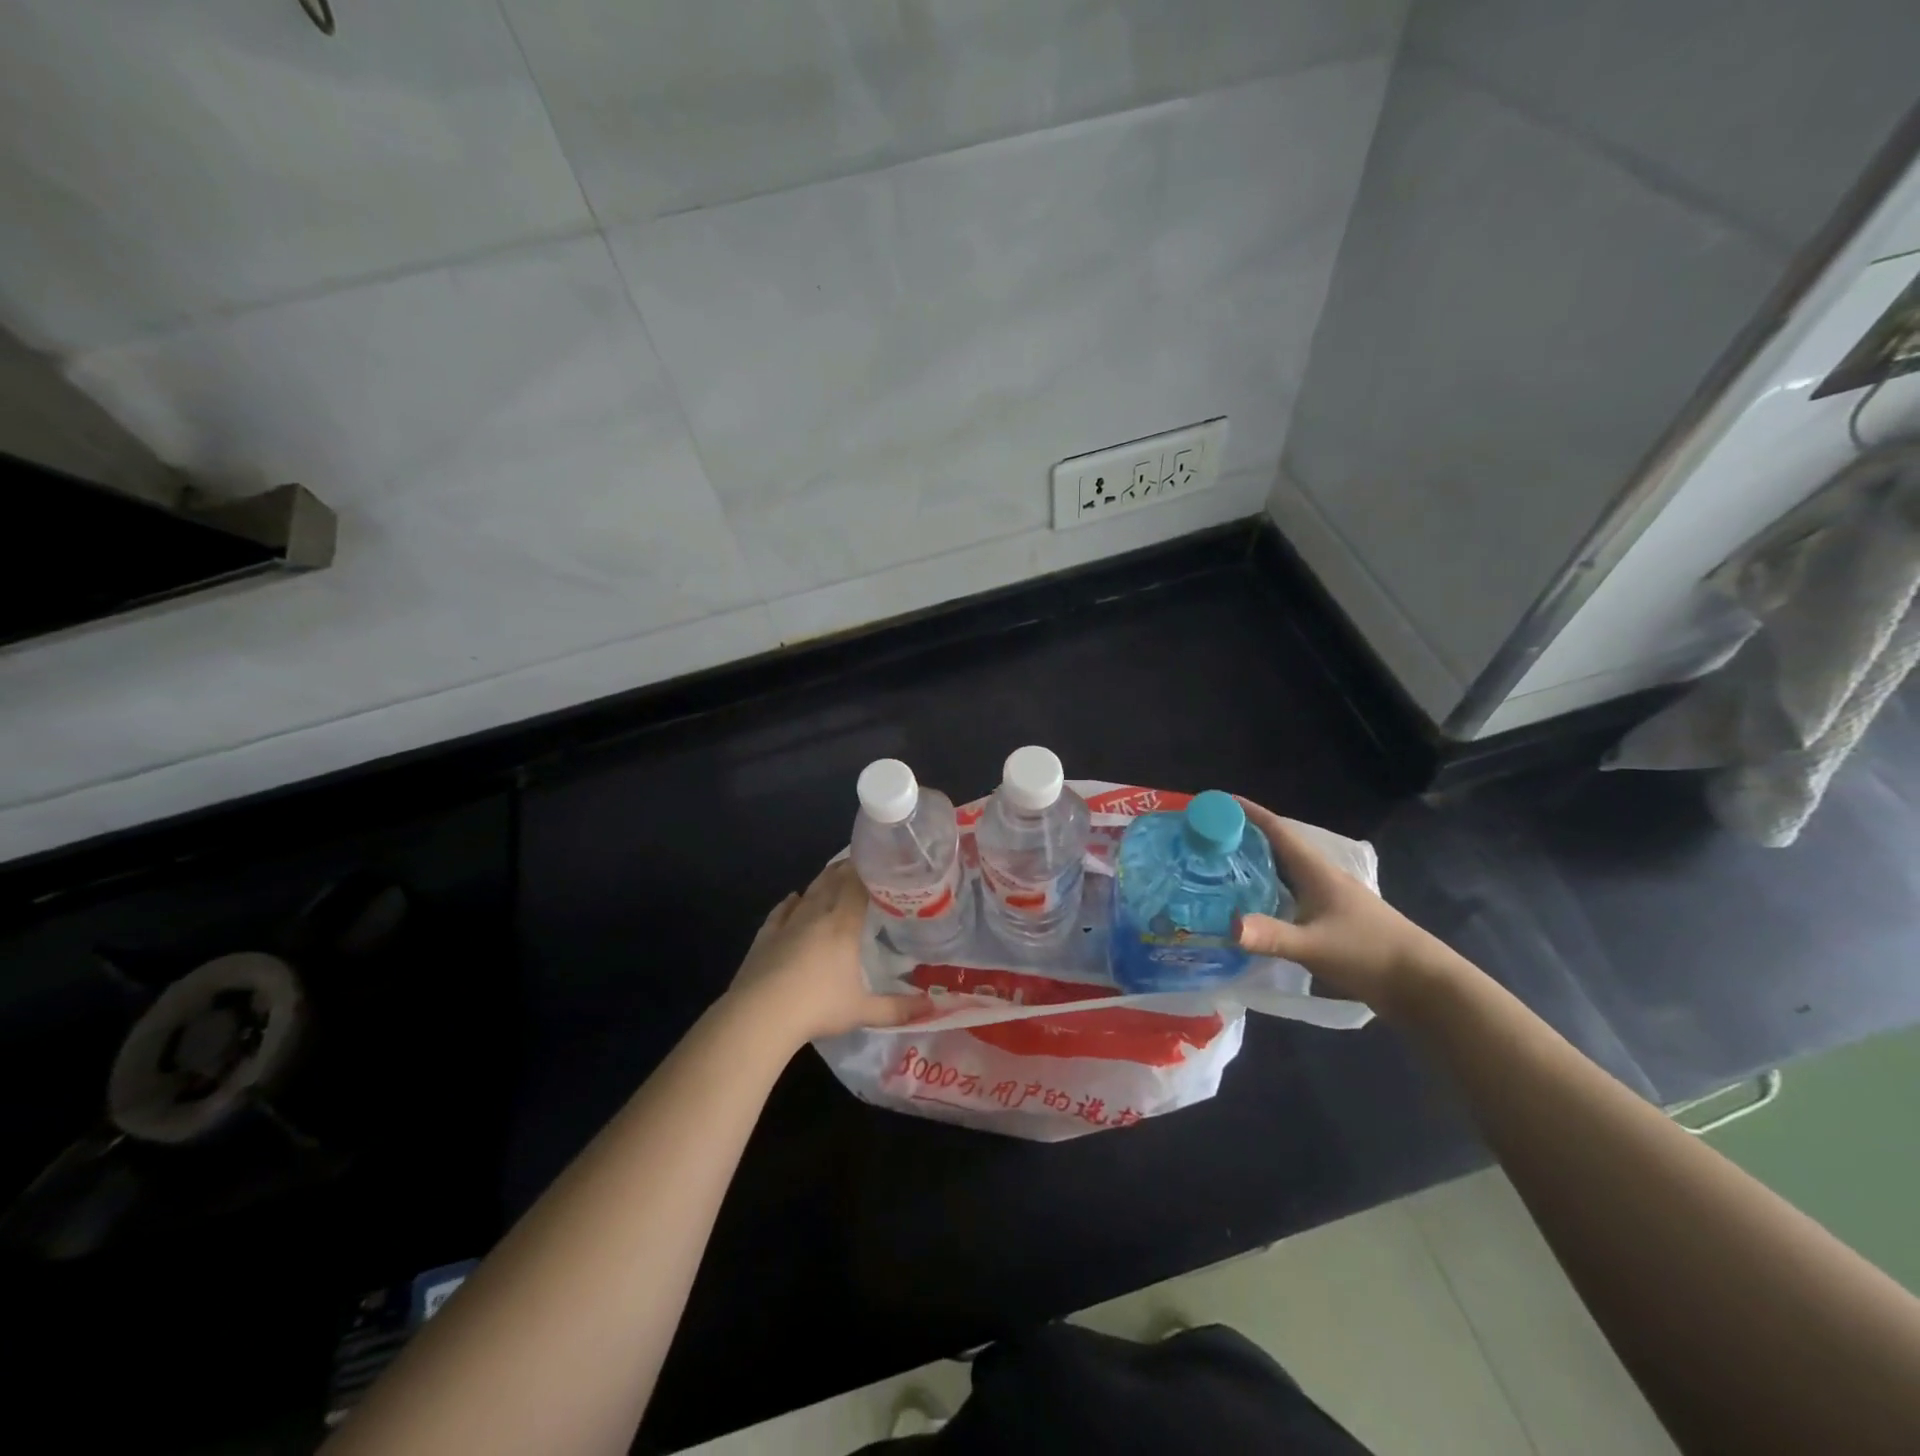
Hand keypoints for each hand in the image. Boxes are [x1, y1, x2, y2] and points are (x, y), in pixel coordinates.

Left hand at [726, 861, 930, 1045]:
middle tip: (862, 863)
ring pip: (809, 892)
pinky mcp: (765, 936)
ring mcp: (788, 923)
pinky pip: (781, 911)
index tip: (881, 860)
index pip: (858, 885)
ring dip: (823, 880)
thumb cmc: (818, 1007)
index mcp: (843, 924)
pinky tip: (794, 898)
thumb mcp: (863, 1011)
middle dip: (848, 869)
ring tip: (834, 872)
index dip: (869, 870)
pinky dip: (791, 902)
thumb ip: (898, 1008)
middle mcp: (817, 915)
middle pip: (834, 881)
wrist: (760, 1015)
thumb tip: (934, 1007)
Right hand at [1233, 798, 1456, 1015]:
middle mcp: (1319, 877)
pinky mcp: (1330, 920)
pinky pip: (1288, 894)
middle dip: (1242, 837)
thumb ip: (1271, 936)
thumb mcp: (1314, 945)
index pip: (1276, 830)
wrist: (1421, 984)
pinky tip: (1250, 904)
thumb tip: (1227, 926)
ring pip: (1282, 871)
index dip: (1247, 813)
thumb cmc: (1369, 953)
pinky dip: (1266, 890)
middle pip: (1276, 847)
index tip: (1215, 802)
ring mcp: (1327, 899)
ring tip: (1218, 865)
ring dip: (1253, 863)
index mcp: (1316, 871)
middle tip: (1205, 836)